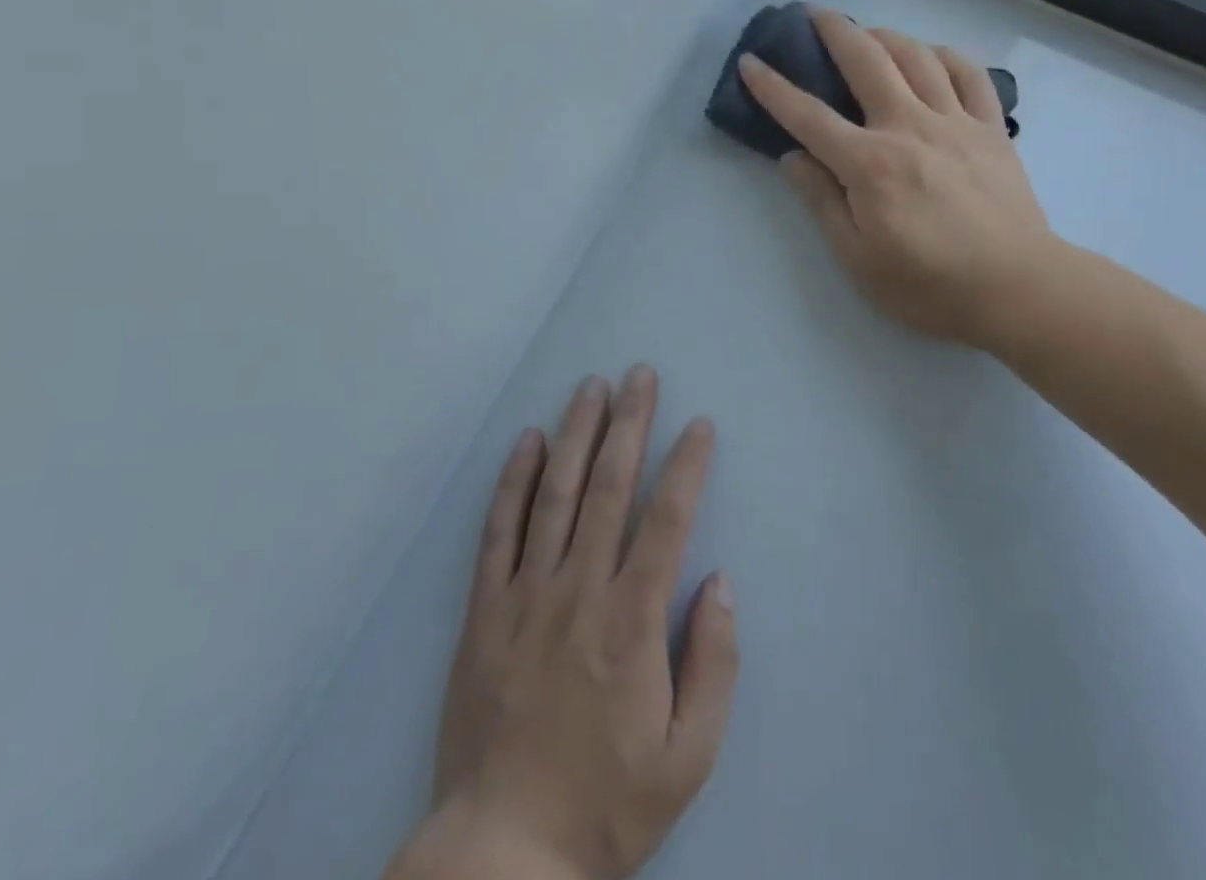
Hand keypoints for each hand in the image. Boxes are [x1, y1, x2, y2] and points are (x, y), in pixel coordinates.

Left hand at [392, 367, 736, 879]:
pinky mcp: (484, 610)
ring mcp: (526, 595)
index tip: (700, 424)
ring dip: (576, 433)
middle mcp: (580, 590)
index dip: (687, 466)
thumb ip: (715, 664)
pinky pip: (499, 531)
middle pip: (609, 487)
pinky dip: (514, 481)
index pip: (667, 520)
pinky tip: (527, 441)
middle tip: (641, 374)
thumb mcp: (689, 757)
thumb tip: (720, 583)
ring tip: (591, 387)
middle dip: (630, 423)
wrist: (501, 855)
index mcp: (632, 621)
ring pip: (555, 493)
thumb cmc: (606, 802)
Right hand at [739, 8, 1066, 352]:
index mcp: (870, 164)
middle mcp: (909, 127)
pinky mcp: (991, 129)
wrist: (1018, 289)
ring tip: (868, 34)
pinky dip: (946, 56)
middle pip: (867, 61)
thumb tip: (792, 158)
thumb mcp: (858, 259)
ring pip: (917, 56)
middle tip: (814, 14)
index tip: (751, 63)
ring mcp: (956, 122)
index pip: (808, 116)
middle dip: (835, 30)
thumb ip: (822, 202)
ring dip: (886, 35)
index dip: (773, 88)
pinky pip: (970, 75)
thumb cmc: (929, 285)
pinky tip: (932, 57)